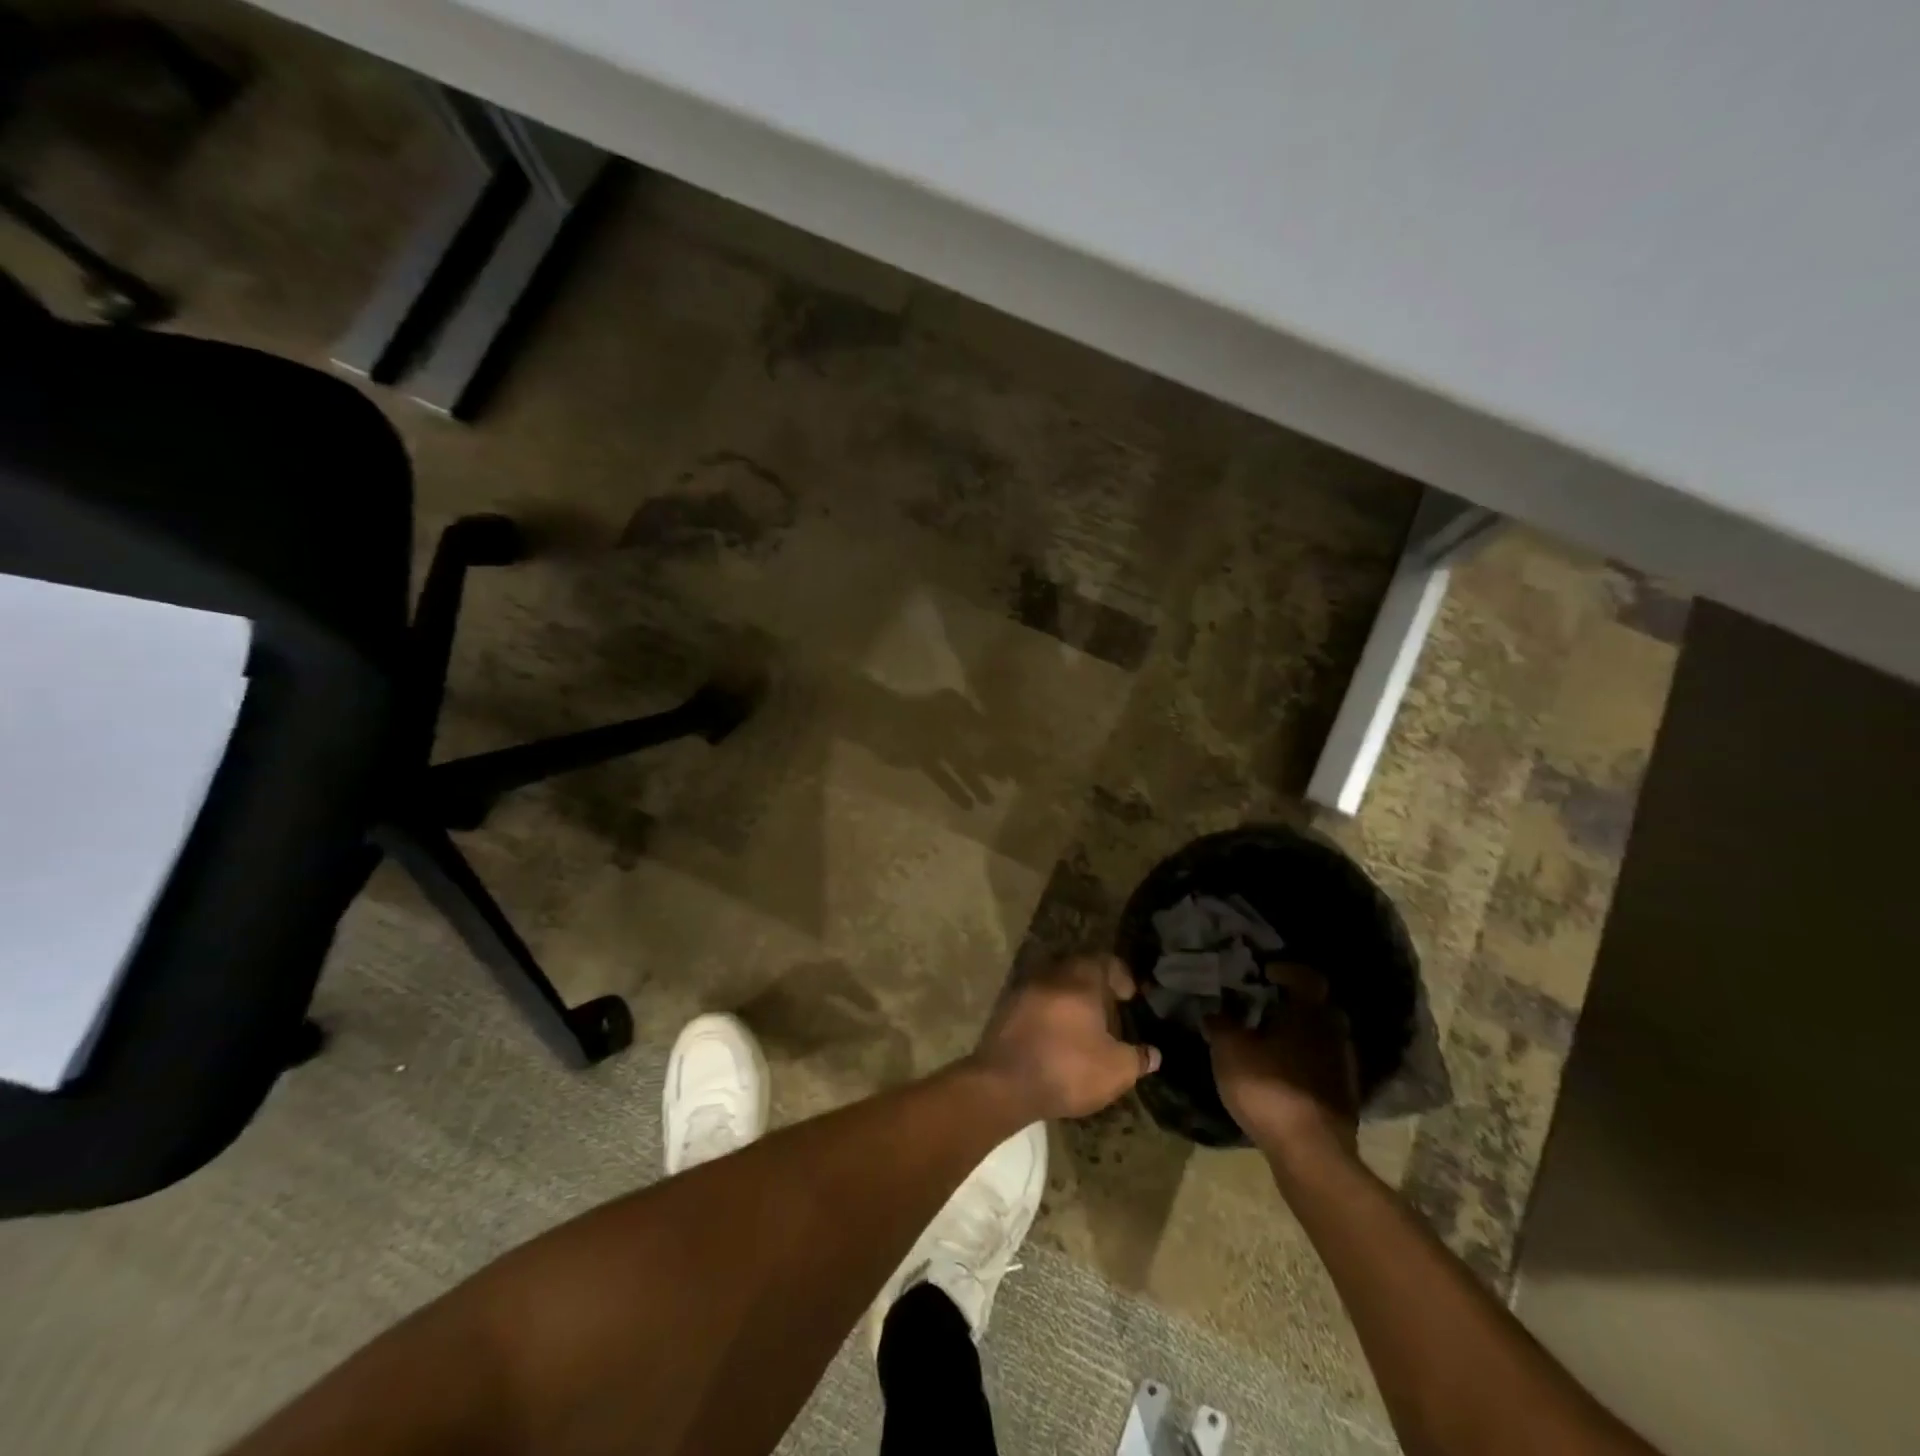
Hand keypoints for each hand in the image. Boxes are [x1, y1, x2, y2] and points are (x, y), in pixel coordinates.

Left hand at [970, 956, 1160, 1120]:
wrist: (1004, 1082)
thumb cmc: (1068, 1068)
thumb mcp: (1115, 1070)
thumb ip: (1137, 1058)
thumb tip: (1153, 1054)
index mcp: (1081, 978)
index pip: (1106, 962)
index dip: (1122, 977)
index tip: (1130, 997)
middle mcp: (1052, 974)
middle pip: (1079, 970)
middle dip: (1096, 988)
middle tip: (1109, 1013)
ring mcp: (1025, 988)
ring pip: (1056, 985)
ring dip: (1071, 1000)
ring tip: (1084, 1028)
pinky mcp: (1006, 1008)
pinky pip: (1037, 1001)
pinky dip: (1050, 1013)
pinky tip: (1057, 1038)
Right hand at [1204, 964, 1358, 1159]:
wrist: (1310, 1152)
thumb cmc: (1268, 1087)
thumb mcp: (1228, 1049)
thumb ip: (1220, 1023)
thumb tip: (1214, 1009)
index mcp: (1309, 1013)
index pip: (1307, 977)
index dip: (1287, 970)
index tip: (1265, 974)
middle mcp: (1333, 1033)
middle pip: (1318, 1007)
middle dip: (1293, 1004)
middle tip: (1264, 1008)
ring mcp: (1344, 1067)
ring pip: (1322, 1038)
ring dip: (1300, 1036)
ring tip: (1270, 1044)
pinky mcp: (1345, 1098)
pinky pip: (1324, 1066)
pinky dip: (1306, 1064)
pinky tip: (1283, 1075)